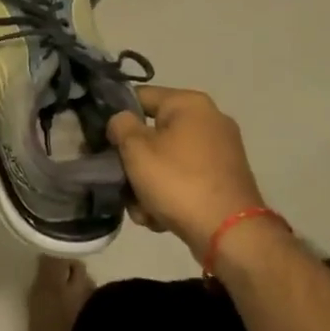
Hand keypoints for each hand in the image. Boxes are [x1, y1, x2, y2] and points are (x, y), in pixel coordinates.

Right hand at [107, 86, 269, 261]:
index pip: (139, 97)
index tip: (100, 139)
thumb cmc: (178, 181)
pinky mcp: (224, 179)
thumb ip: (120, 126)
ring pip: (166, 160)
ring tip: (141, 208)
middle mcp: (209, 120)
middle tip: (120, 180)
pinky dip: (169, 194)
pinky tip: (159, 217)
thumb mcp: (136, 149)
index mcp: (189, 104)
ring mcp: (220, 151)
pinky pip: (184, 178)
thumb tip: (122, 121)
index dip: (115, 115)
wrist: (229, 233)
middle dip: (133, 160)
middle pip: (152, 133)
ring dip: (147, 183)